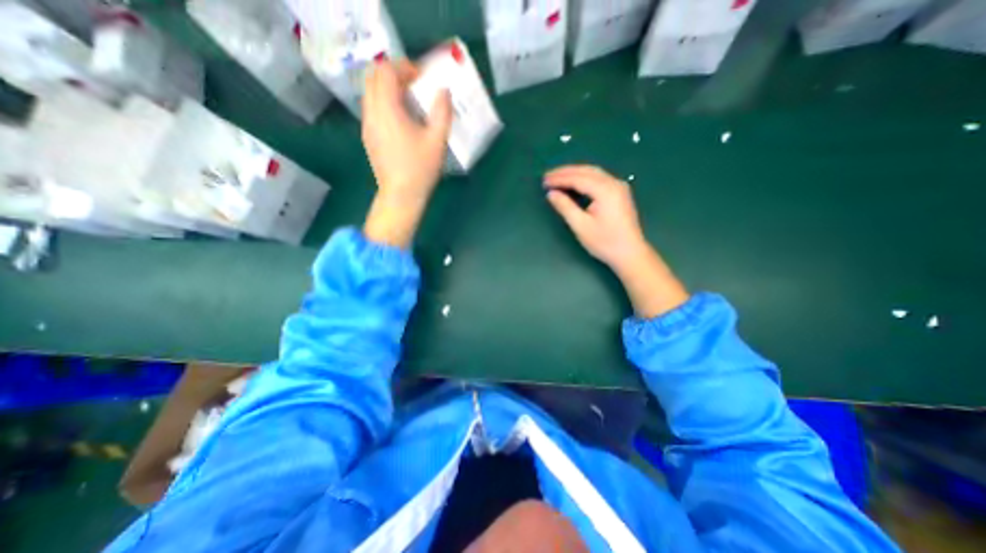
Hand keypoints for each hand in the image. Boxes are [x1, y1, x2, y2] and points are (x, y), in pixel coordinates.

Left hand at [364, 58, 451, 245]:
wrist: (401, 196)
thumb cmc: (420, 169)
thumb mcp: (437, 141)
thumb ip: (442, 112)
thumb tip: (444, 91)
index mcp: (387, 109)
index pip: (385, 70)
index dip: (403, 67)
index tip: (421, 78)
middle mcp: (371, 113)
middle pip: (374, 78)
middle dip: (394, 74)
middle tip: (415, 86)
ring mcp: (367, 126)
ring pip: (371, 93)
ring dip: (389, 90)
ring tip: (410, 104)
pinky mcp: (369, 137)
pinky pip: (372, 109)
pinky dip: (385, 104)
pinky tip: (402, 122)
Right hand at [544, 163, 686, 316]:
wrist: (630, 253)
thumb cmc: (604, 242)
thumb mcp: (581, 226)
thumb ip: (565, 207)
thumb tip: (551, 194)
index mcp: (605, 191)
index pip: (578, 178)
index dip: (559, 179)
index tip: (544, 181)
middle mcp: (614, 183)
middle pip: (586, 171)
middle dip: (565, 172)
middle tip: (548, 176)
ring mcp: (619, 187)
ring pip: (593, 172)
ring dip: (574, 173)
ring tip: (558, 178)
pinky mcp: (620, 192)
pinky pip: (599, 178)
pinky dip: (584, 178)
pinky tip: (575, 183)